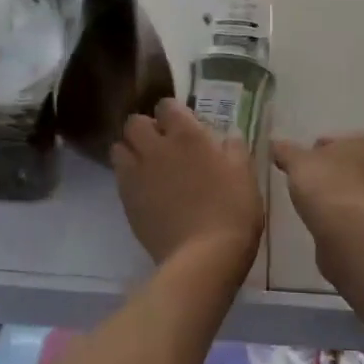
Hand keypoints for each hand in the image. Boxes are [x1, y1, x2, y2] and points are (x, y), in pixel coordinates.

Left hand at [113, 99, 263, 270]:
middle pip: (134, 122)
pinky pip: (119, 177)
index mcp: (186, 134)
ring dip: (130, 150)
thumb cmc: (232, 210)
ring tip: (147, 163)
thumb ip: (234, 148)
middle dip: (145, 127)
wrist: (204, 258)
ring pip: (119, 148)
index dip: (173, 112)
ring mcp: (137, 174)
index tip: (183, 124)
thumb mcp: (245, 173)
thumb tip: (229, 135)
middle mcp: (156, 147)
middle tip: (161, 142)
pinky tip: (145, 189)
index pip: (166, 105)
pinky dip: (128, 176)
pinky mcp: (127, 201)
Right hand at [272, 132, 363, 244]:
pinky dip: (339, 215)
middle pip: (343, 165)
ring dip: (333, 195)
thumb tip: (274, 144)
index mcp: (360, 143)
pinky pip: (351, 212)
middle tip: (304, 184)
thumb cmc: (323, 185)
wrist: (346, 232)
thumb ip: (284, 150)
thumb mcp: (295, 162)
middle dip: (326, 173)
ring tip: (312, 206)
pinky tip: (324, 223)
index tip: (299, 165)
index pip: (332, 141)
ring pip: (349, 189)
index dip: (313, 151)